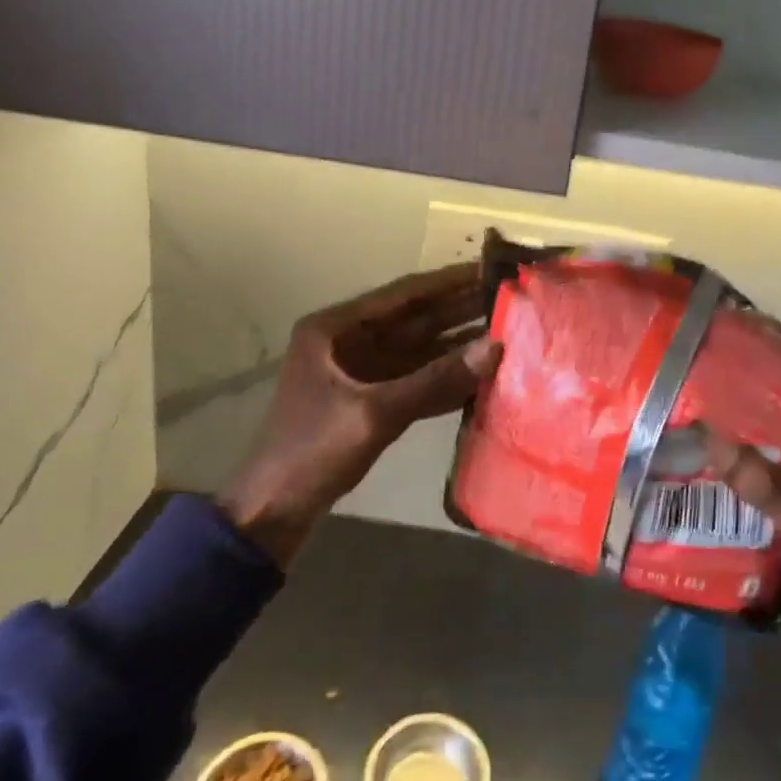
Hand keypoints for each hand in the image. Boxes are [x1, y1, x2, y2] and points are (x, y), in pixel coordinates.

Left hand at [219, 265, 499, 566]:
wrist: (271, 512)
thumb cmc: (312, 451)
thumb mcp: (373, 413)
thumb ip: (434, 381)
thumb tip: (495, 347)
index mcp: (335, 328)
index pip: (402, 294)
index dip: (447, 281)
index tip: (489, 269)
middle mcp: (349, 341)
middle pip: (414, 319)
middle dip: (459, 308)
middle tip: (508, 296)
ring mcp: (361, 372)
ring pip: (418, 349)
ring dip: (457, 343)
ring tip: (506, 330)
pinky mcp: (371, 400)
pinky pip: (415, 380)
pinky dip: (445, 378)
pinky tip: (480, 374)